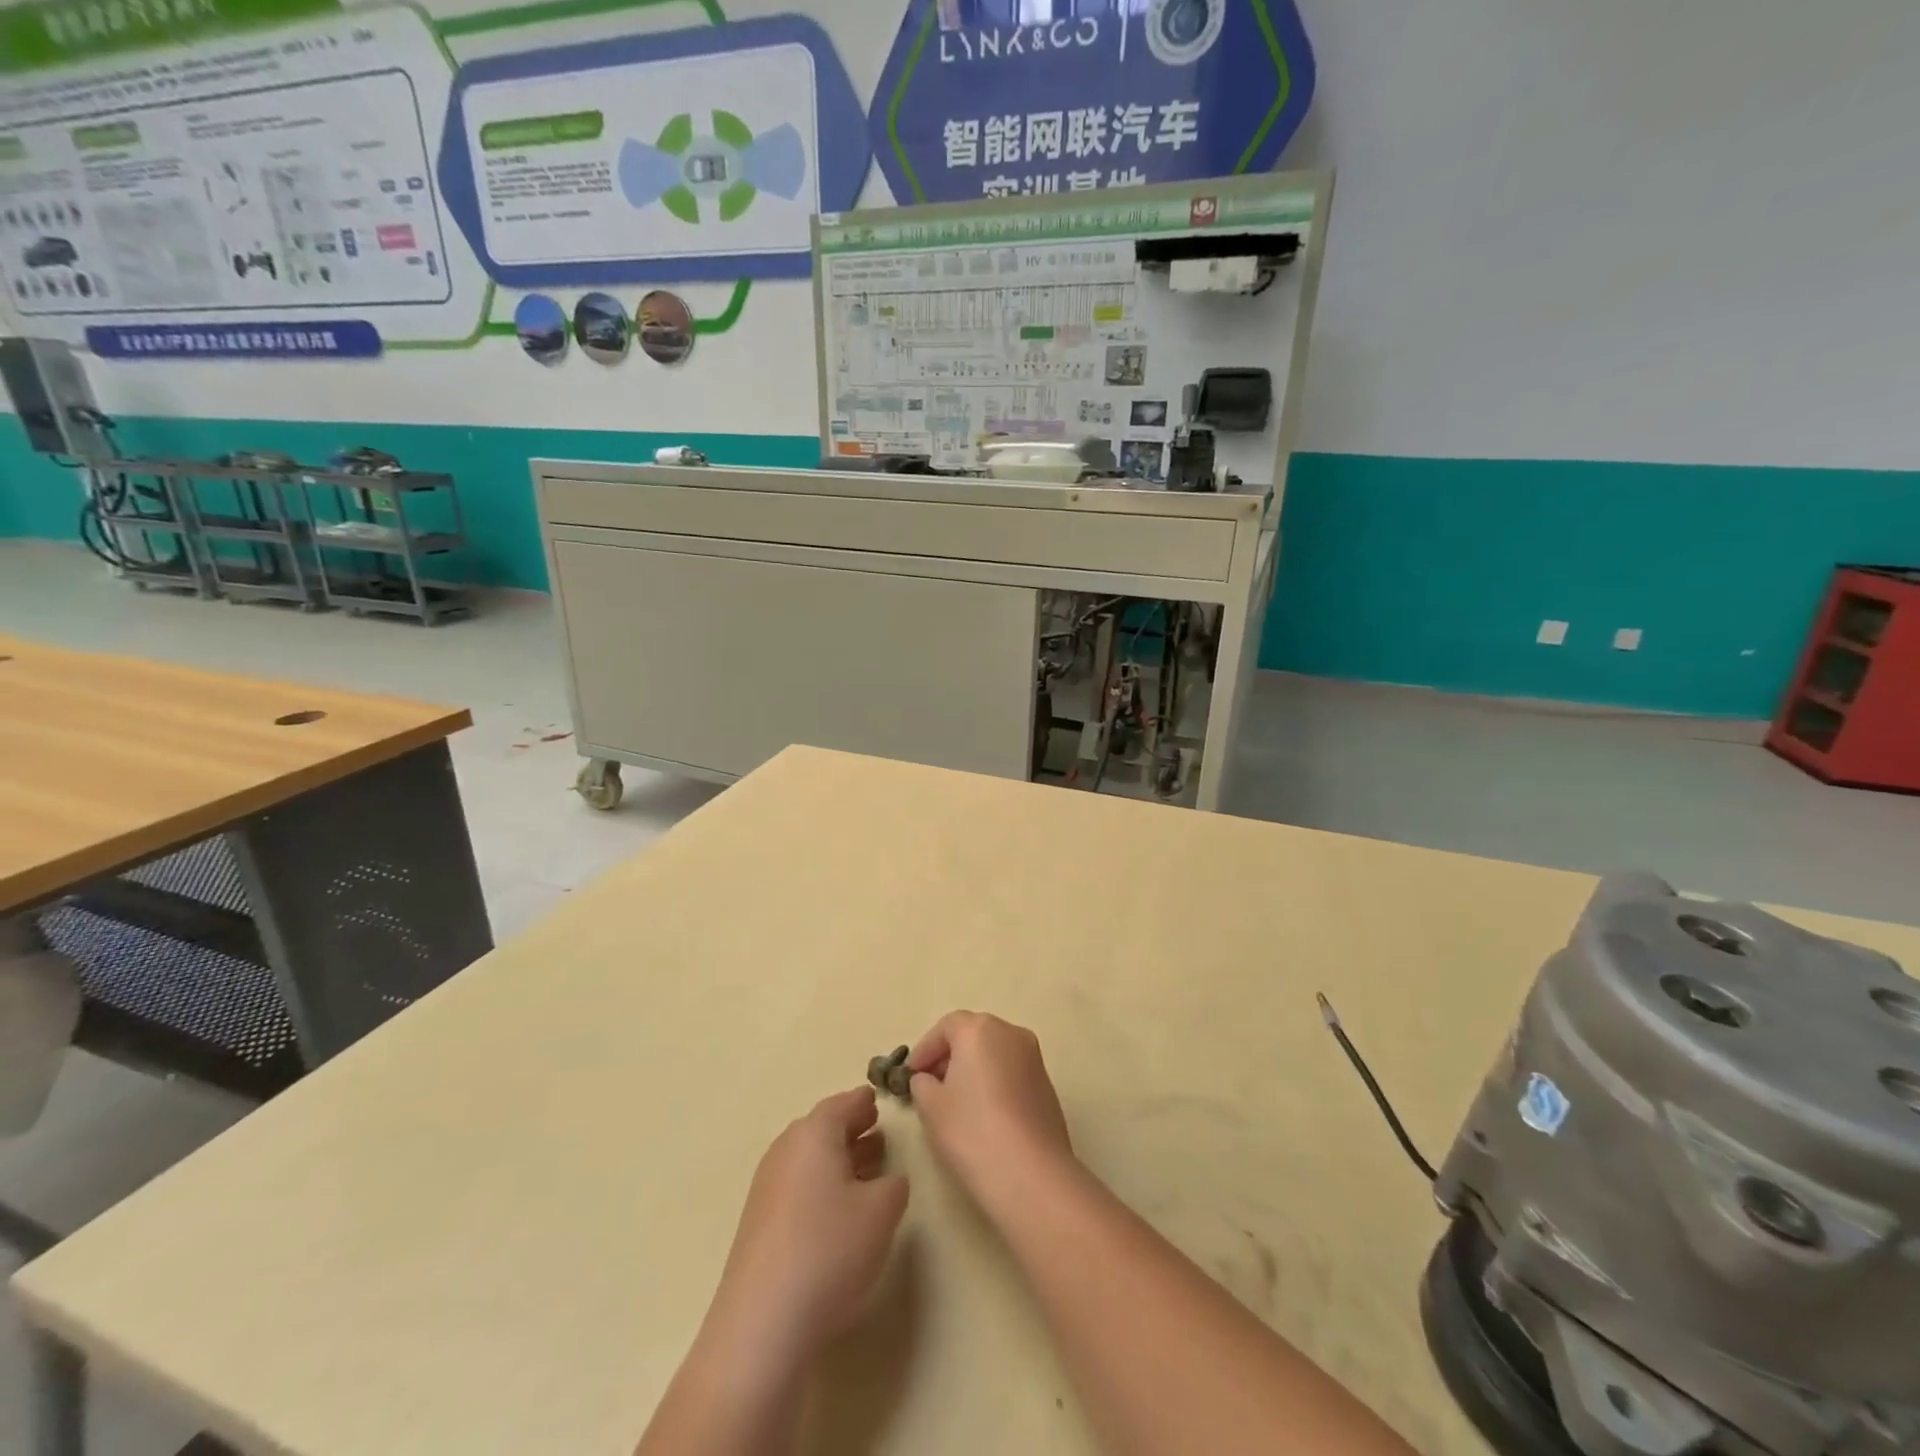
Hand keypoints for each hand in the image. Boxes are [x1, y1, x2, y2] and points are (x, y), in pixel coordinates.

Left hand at [705, 1087, 909, 1365]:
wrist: (762, 1326)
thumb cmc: (830, 1250)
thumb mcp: (882, 1211)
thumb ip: (894, 1184)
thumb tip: (888, 1179)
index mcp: (814, 1133)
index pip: (845, 1103)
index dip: (866, 1102)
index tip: (882, 1102)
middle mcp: (786, 1150)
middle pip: (823, 1129)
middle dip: (853, 1130)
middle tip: (881, 1134)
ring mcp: (768, 1188)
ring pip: (811, 1160)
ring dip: (840, 1161)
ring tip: (870, 1172)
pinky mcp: (760, 1224)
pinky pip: (799, 1188)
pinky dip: (823, 1188)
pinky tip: (842, 1213)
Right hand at [908, 1011, 1073, 1213]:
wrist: (1031, 1174)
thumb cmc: (972, 1131)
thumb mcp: (931, 1107)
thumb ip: (922, 1084)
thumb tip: (927, 1079)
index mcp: (980, 1030)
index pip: (946, 1026)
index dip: (925, 1048)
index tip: (910, 1074)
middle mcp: (1010, 1033)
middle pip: (973, 1034)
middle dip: (949, 1055)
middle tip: (930, 1084)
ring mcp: (1033, 1057)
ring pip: (994, 1051)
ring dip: (972, 1067)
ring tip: (955, 1100)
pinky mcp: (1046, 1083)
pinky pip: (1011, 1070)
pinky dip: (993, 1080)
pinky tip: (983, 1112)